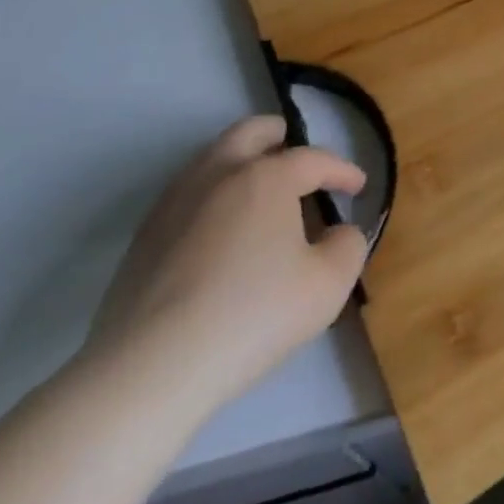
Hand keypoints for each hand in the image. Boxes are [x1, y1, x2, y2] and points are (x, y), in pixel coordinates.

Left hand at [85, 115, 367, 413]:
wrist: (149, 370)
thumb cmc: (251, 317)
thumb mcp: (327, 285)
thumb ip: (348, 246)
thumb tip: (339, 231)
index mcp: (267, 177)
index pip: (315, 159)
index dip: (343, 170)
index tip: (359, 187)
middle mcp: (219, 173)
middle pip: (252, 132)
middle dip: (281, 138)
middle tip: (299, 160)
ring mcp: (175, 202)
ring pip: (214, 159)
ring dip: (243, 164)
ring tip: (261, 195)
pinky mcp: (144, 237)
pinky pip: (189, 195)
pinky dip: (215, 196)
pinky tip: (222, 232)